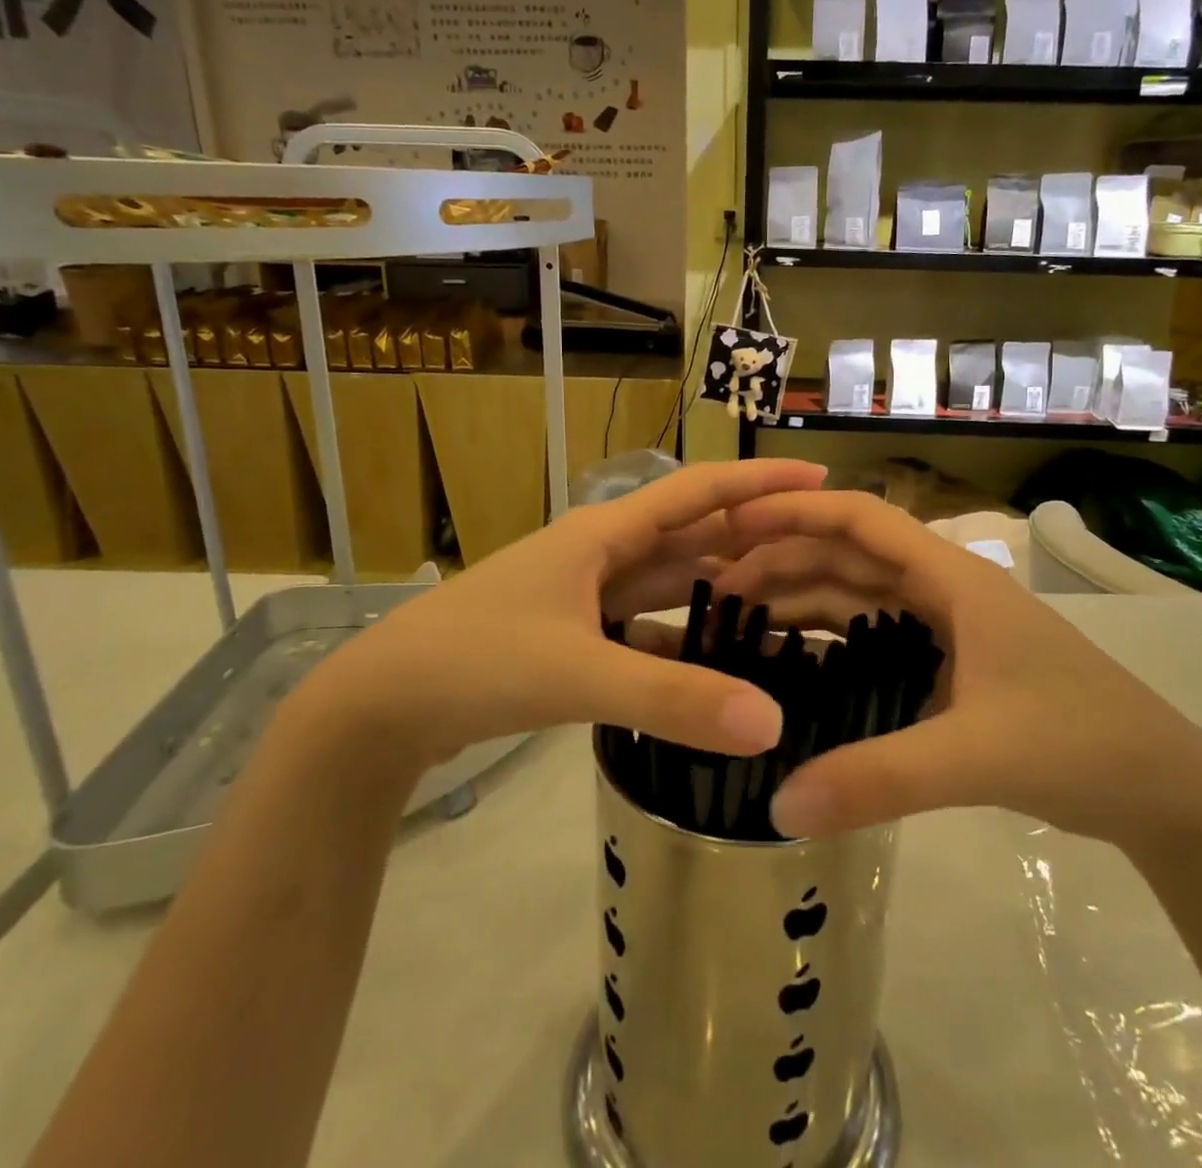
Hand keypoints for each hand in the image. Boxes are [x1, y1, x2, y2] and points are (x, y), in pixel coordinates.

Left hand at [295, 460, 826, 778]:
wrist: (381, 704)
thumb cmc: (475, 662)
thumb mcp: (576, 674)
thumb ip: (672, 700)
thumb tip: (772, 723)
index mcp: (603, 535)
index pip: (696, 493)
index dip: (758, 483)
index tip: (819, 478)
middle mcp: (599, 554)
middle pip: (689, 536)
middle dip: (750, 538)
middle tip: (819, 550)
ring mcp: (583, 596)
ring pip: (667, 584)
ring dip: (718, 589)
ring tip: (781, 604)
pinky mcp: (570, 635)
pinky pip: (642, 628)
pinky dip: (679, 640)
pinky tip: (712, 664)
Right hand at [709, 490, 1201, 849]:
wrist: (1167, 792)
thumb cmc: (1083, 745)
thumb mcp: (977, 757)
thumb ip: (878, 779)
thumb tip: (777, 803)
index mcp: (954, 579)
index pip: (863, 518)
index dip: (796, 511)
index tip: (733, 523)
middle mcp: (945, 591)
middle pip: (850, 556)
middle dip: (784, 561)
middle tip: (716, 588)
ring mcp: (950, 629)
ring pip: (860, 597)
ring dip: (803, 600)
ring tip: (739, 620)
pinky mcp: (953, 666)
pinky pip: (876, 638)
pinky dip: (833, 642)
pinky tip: (795, 663)